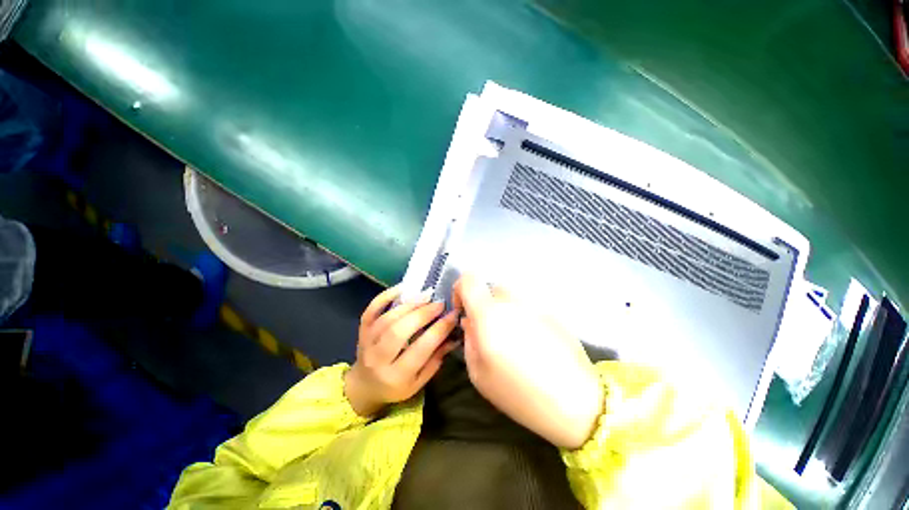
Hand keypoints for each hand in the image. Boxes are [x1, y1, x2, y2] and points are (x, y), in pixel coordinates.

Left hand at [344, 286, 458, 416]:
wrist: (363, 386)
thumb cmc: (395, 386)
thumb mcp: (418, 382)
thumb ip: (436, 359)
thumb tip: (454, 336)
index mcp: (396, 376)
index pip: (421, 349)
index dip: (439, 330)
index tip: (452, 316)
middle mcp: (378, 359)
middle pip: (399, 332)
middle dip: (422, 314)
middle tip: (439, 303)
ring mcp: (367, 342)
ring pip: (387, 319)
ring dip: (409, 304)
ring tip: (426, 295)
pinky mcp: (362, 330)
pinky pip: (371, 310)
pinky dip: (385, 296)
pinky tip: (402, 288)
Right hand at [453, 275, 603, 448]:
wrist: (575, 402)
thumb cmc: (519, 394)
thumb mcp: (479, 373)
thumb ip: (469, 339)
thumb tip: (470, 321)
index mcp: (490, 314)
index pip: (469, 279)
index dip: (460, 289)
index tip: (464, 311)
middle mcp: (511, 301)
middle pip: (490, 289)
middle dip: (484, 306)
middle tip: (489, 332)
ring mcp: (534, 303)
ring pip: (509, 297)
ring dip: (503, 311)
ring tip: (512, 339)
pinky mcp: (550, 310)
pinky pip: (526, 306)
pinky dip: (522, 317)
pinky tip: (532, 342)